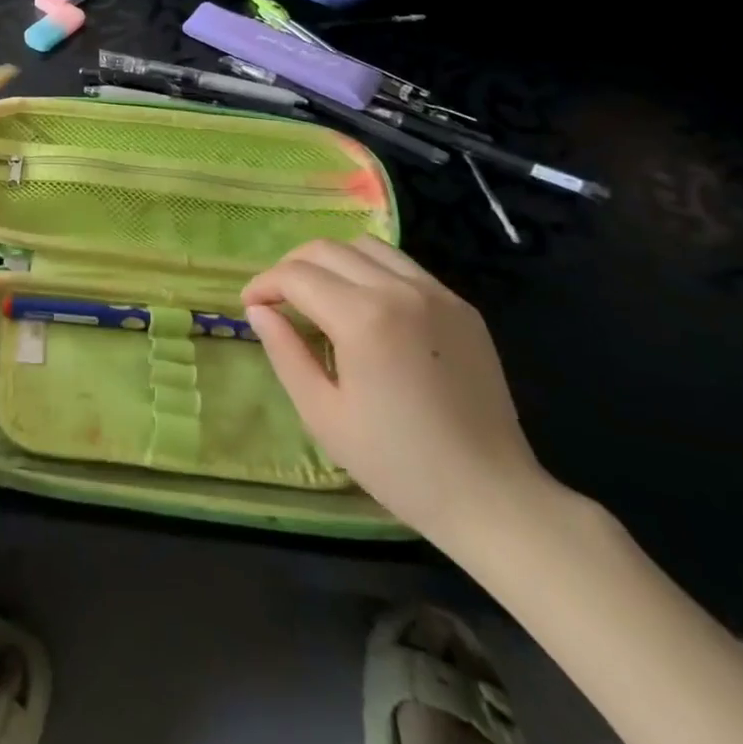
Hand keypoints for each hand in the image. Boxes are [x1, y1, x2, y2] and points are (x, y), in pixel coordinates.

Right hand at [243, 237, 552, 548]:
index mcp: (363, 318)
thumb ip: (285, 352)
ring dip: (331, 261)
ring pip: (366, 246)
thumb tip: (259, 310)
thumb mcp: (322, 414)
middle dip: (291, 267)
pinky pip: (402, 266)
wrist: (493, 497)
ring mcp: (437, 294)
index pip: (296, 275)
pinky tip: (365, 308)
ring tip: (319, 295)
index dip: (264, 284)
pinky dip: (370, 271)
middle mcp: (400, 290)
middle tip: (277, 300)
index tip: (249, 305)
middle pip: (326, 249)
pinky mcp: (461, 307)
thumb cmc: (398, 464)